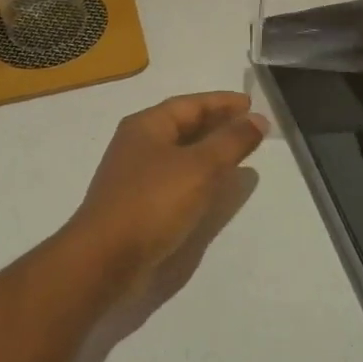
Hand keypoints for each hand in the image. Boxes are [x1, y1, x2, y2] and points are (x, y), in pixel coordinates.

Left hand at [62, 92, 263, 294]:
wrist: (104, 258)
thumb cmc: (153, 202)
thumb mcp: (200, 167)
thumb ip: (231, 141)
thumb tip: (258, 119)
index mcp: (146, 125)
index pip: (190, 104)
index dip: (222, 102)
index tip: (252, 104)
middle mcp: (137, 144)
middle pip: (183, 125)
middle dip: (217, 125)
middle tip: (250, 128)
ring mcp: (134, 175)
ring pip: (179, 153)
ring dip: (208, 151)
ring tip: (238, 154)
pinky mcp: (137, 204)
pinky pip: (174, 178)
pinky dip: (197, 175)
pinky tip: (212, 187)